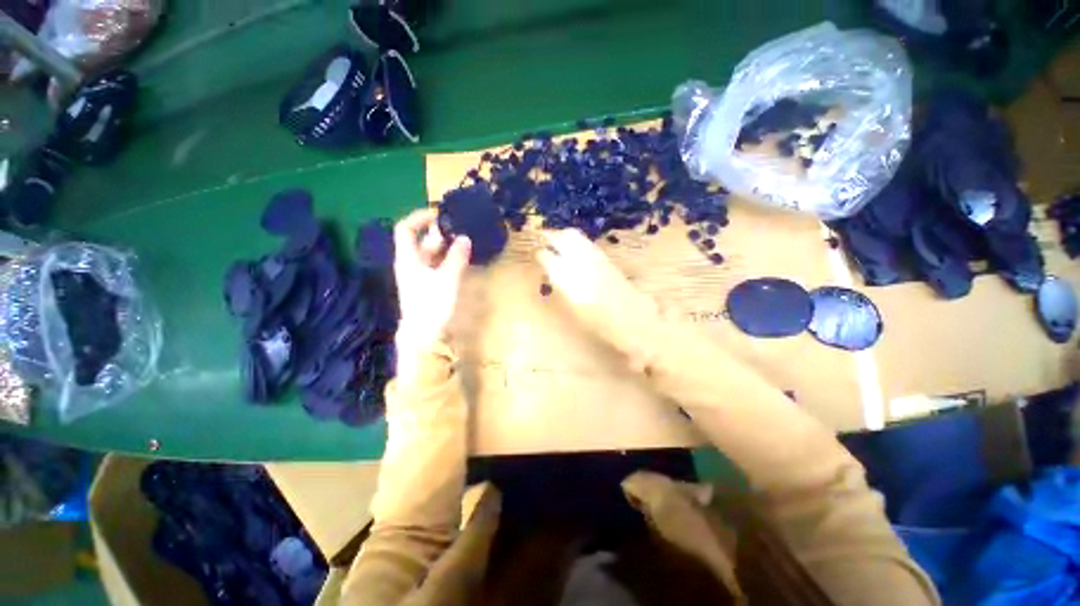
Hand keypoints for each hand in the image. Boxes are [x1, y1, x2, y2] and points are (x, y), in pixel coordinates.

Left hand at [393, 209, 470, 350]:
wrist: (424, 336)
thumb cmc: (431, 305)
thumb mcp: (447, 279)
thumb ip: (457, 257)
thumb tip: (465, 238)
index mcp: (408, 258)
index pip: (406, 229)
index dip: (419, 218)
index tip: (439, 213)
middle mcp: (411, 264)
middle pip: (422, 241)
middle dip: (440, 233)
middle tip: (461, 229)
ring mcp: (419, 276)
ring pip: (432, 254)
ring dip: (447, 247)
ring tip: (465, 241)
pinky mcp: (428, 286)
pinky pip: (438, 266)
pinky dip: (449, 260)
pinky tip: (462, 259)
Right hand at [536, 229, 661, 360]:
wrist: (628, 317)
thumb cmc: (595, 320)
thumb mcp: (570, 306)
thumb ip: (559, 286)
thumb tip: (551, 272)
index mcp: (564, 275)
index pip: (545, 256)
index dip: (538, 254)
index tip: (535, 254)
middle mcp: (577, 260)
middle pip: (561, 238)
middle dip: (550, 236)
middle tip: (543, 238)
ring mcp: (593, 255)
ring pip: (575, 236)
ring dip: (564, 235)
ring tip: (558, 239)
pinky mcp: (605, 257)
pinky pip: (586, 242)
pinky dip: (577, 241)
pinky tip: (575, 248)